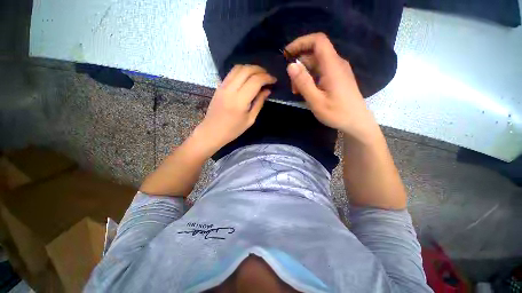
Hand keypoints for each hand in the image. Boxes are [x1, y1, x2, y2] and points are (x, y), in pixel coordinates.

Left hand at [193, 65, 275, 154]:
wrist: (212, 131)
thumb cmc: (233, 130)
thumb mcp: (250, 119)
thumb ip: (259, 103)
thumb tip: (267, 90)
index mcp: (240, 100)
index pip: (255, 81)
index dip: (267, 78)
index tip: (274, 80)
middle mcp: (231, 89)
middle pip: (247, 70)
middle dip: (260, 70)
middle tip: (268, 76)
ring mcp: (223, 86)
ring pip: (238, 68)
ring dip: (251, 68)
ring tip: (259, 74)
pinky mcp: (219, 86)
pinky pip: (232, 72)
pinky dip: (242, 71)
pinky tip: (248, 77)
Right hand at [285, 33, 376, 138]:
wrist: (357, 122)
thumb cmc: (337, 113)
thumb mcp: (316, 101)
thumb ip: (303, 82)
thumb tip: (290, 66)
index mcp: (332, 66)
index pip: (318, 41)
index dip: (301, 42)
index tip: (287, 54)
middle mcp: (337, 63)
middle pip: (314, 54)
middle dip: (299, 66)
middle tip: (292, 85)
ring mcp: (338, 70)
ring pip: (317, 64)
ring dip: (304, 74)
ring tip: (298, 91)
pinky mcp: (338, 77)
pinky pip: (321, 71)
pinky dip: (311, 78)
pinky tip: (307, 91)